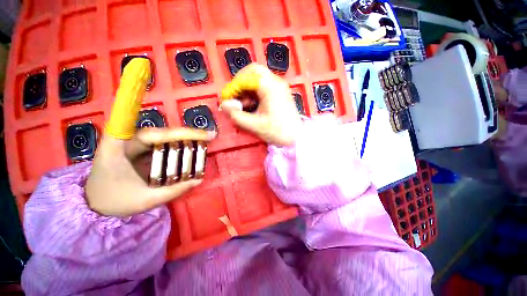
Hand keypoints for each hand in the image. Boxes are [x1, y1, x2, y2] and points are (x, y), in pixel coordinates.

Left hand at [85, 128, 214, 216]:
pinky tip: (193, 149)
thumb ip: (172, 191)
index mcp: (119, 148)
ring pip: (166, 137)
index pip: (154, 135)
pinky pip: (164, 145)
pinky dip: (180, 147)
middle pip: (164, 133)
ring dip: (187, 139)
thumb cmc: (114, 201)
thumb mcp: (143, 201)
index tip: (203, 135)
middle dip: (189, 134)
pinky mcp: (143, 150)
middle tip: (211, 137)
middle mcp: (128, 140)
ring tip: (206, 142)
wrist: (94, 202)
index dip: (181, 133)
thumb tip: (199, 180)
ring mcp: (136, 144)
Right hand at [220, 63, 301, 146]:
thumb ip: (237, 115)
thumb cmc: (278, 132)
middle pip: (253, 71)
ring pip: (258, 78)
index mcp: (270, 87)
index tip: (226, 99)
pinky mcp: (280, 93)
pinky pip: (263, 86)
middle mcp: (276, 82)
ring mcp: (279, 87)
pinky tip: (251, 105)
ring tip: (241, 104)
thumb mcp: (255, 125)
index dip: (233, 87)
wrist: (296, 138)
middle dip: (240, 82)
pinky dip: (254, 92)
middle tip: (233, 96)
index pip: (246, 78)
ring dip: (246, 88)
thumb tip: (224, 105)